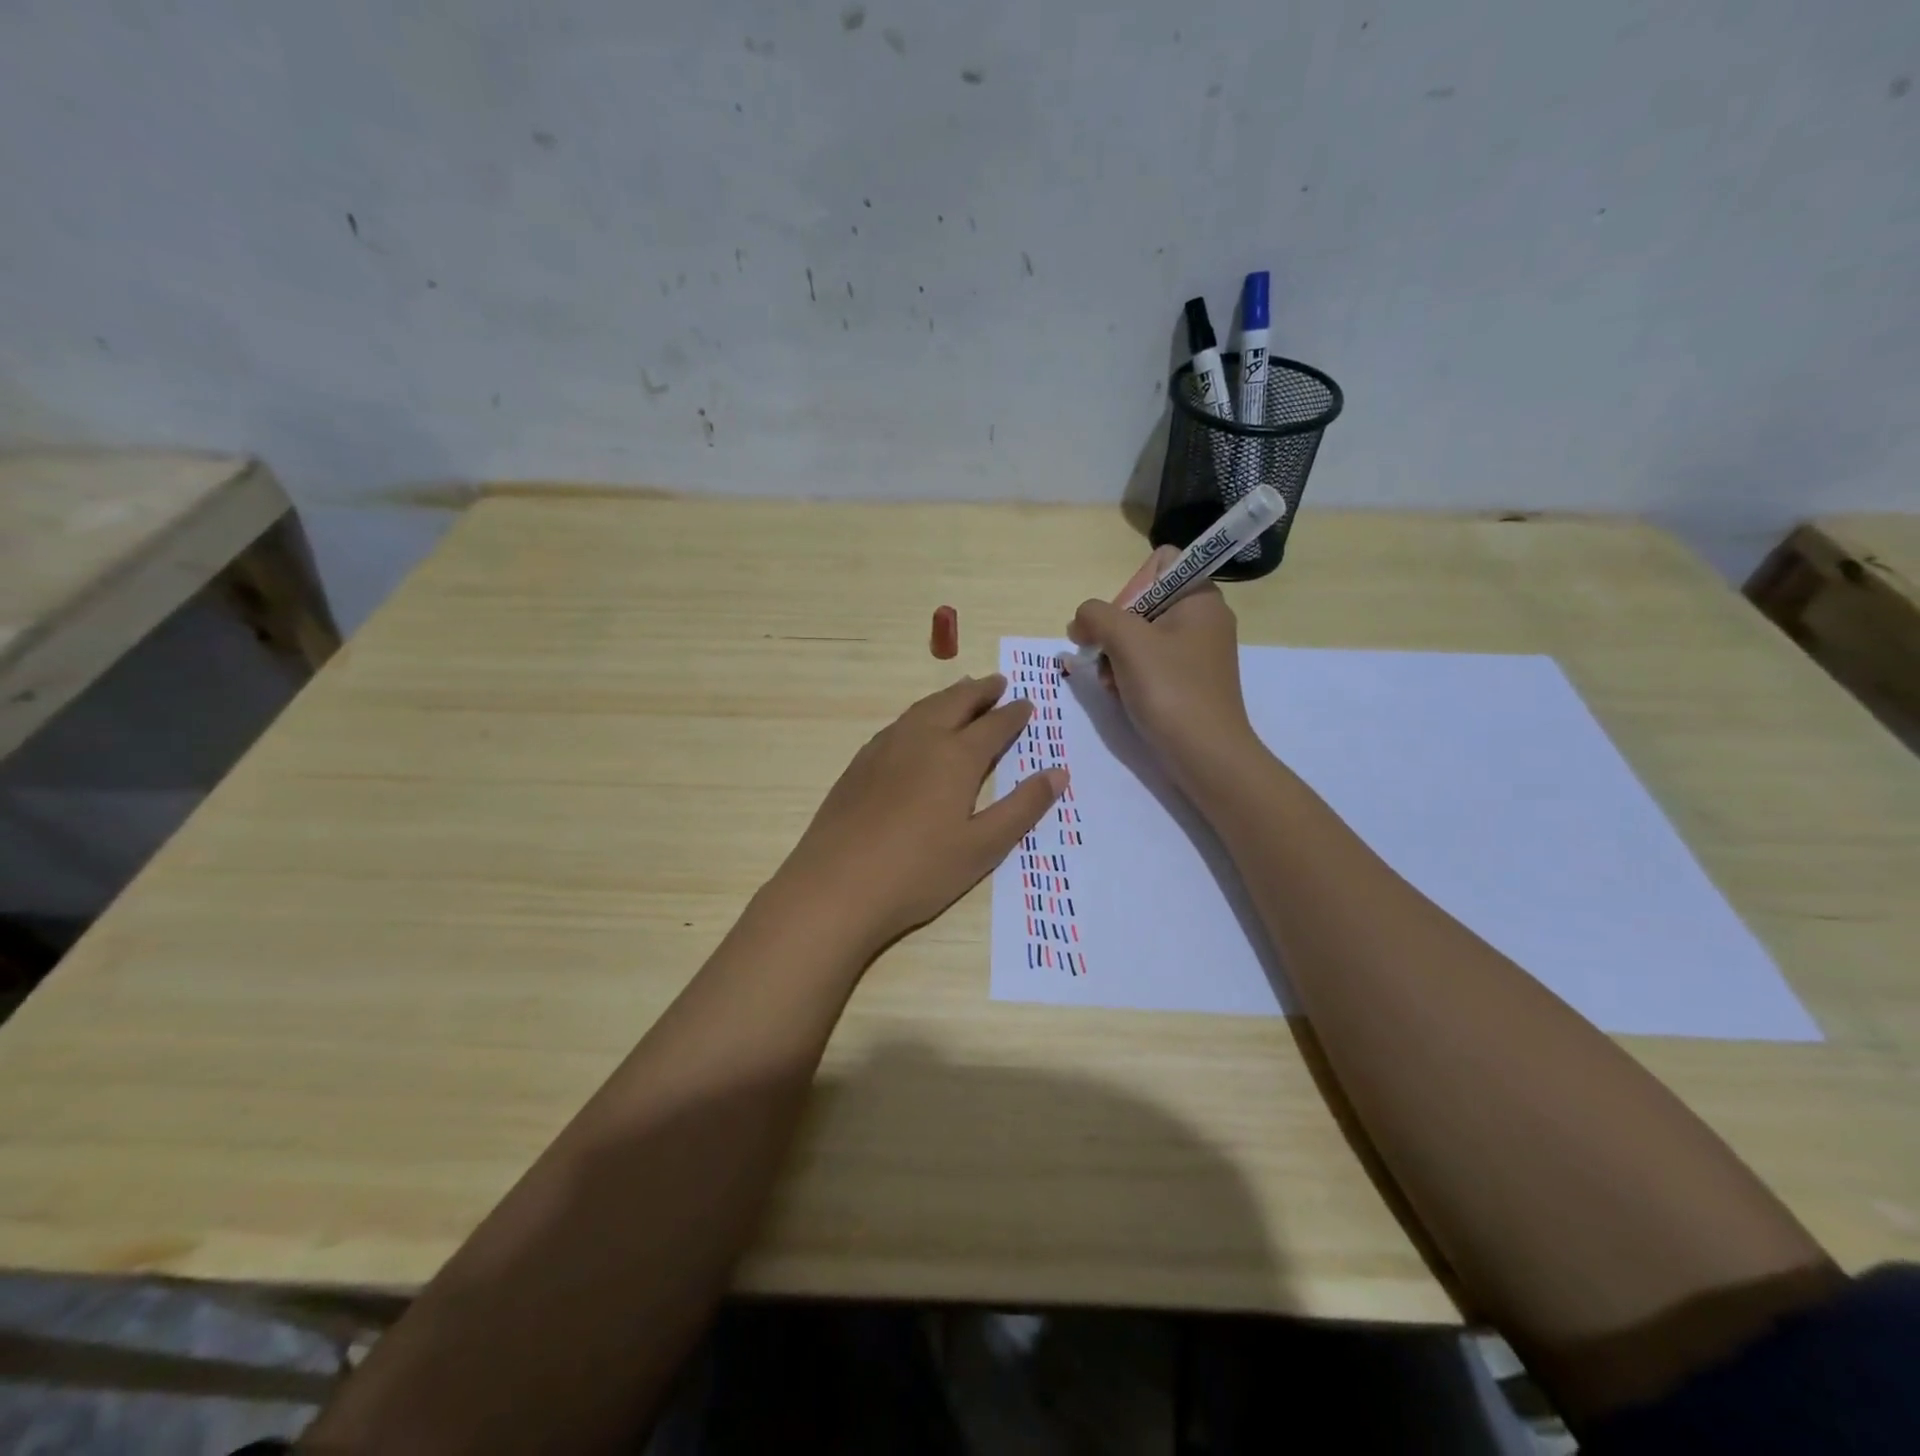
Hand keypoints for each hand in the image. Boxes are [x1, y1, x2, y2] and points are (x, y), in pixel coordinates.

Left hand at [778, 675, 1066, 953]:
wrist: (836, 886)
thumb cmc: (919, 871)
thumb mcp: (983, 846)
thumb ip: (1022, 807)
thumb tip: (1058, 772)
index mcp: (956, 756)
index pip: (993, 725)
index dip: (1013, 714)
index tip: (1027, 703)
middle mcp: (921, 739)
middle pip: (955, 703)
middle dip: (980, 691)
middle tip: (998, 682)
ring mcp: (884, 748)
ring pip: (923, 708)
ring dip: (948, 697)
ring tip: (962, 693)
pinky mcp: (859, 764)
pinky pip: (898, 724)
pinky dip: (920, 714)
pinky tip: (917, 728)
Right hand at [1066, 547, 1259, 792]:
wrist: (1207, 756)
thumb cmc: (1171, 690)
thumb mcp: (1127, 641)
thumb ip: (1096, 615)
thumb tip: (1081, 620)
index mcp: (1200, 597)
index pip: (1160, 564)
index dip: (1131, 586)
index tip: (1120, 622)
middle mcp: (1203, 619)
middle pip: (1143, 602)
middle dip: (1115, 629)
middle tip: (1103, 657)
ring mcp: (1196, 652)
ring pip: (1140, 636)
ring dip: (1115, 656)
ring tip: (1110, 683)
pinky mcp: (1188, 681)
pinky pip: (1149, 663)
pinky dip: (1129, 675)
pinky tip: (1119, 695)